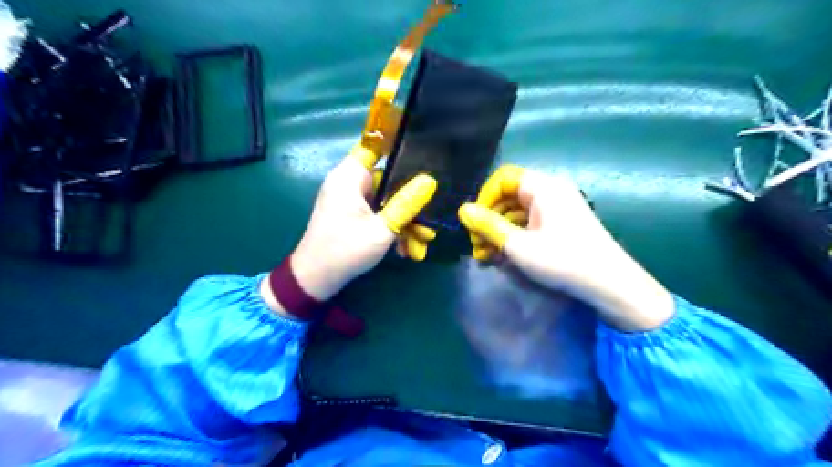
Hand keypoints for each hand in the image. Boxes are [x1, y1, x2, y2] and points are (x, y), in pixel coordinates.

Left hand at [290, 146, 437, 301]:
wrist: (315, 281)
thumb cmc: (345, 250)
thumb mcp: (382, 229)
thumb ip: (406, 204)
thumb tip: (430, 181)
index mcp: (349, 177)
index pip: (374, 145)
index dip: (398, 146)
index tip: (425, 154)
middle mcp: (349, 183)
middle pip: (388, 181)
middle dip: (410, 204)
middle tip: (429, 223)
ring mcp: (351, 200)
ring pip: (386, 201)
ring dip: (404, 222)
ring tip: (420, 245)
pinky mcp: (353, 215)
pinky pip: (378, 214)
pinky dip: (391, 228)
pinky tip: (405, 249)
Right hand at [457, 166, 671, 330]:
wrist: (611, 285)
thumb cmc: (562, 261)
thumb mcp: (518, 245)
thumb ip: (488, 225)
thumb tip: (462, 210)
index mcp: (543, 188)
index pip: (504, 178)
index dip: (485, 197)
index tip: (475, 223)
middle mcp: (552, 191)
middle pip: (510, 195)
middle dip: (489, 218)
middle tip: (477, 245)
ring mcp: (559, 208)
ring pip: (519, 211)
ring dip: (500, 230)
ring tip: (487, 256)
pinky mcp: (563, 224)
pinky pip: (531, 222)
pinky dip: (515, 236)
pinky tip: (505, 256)